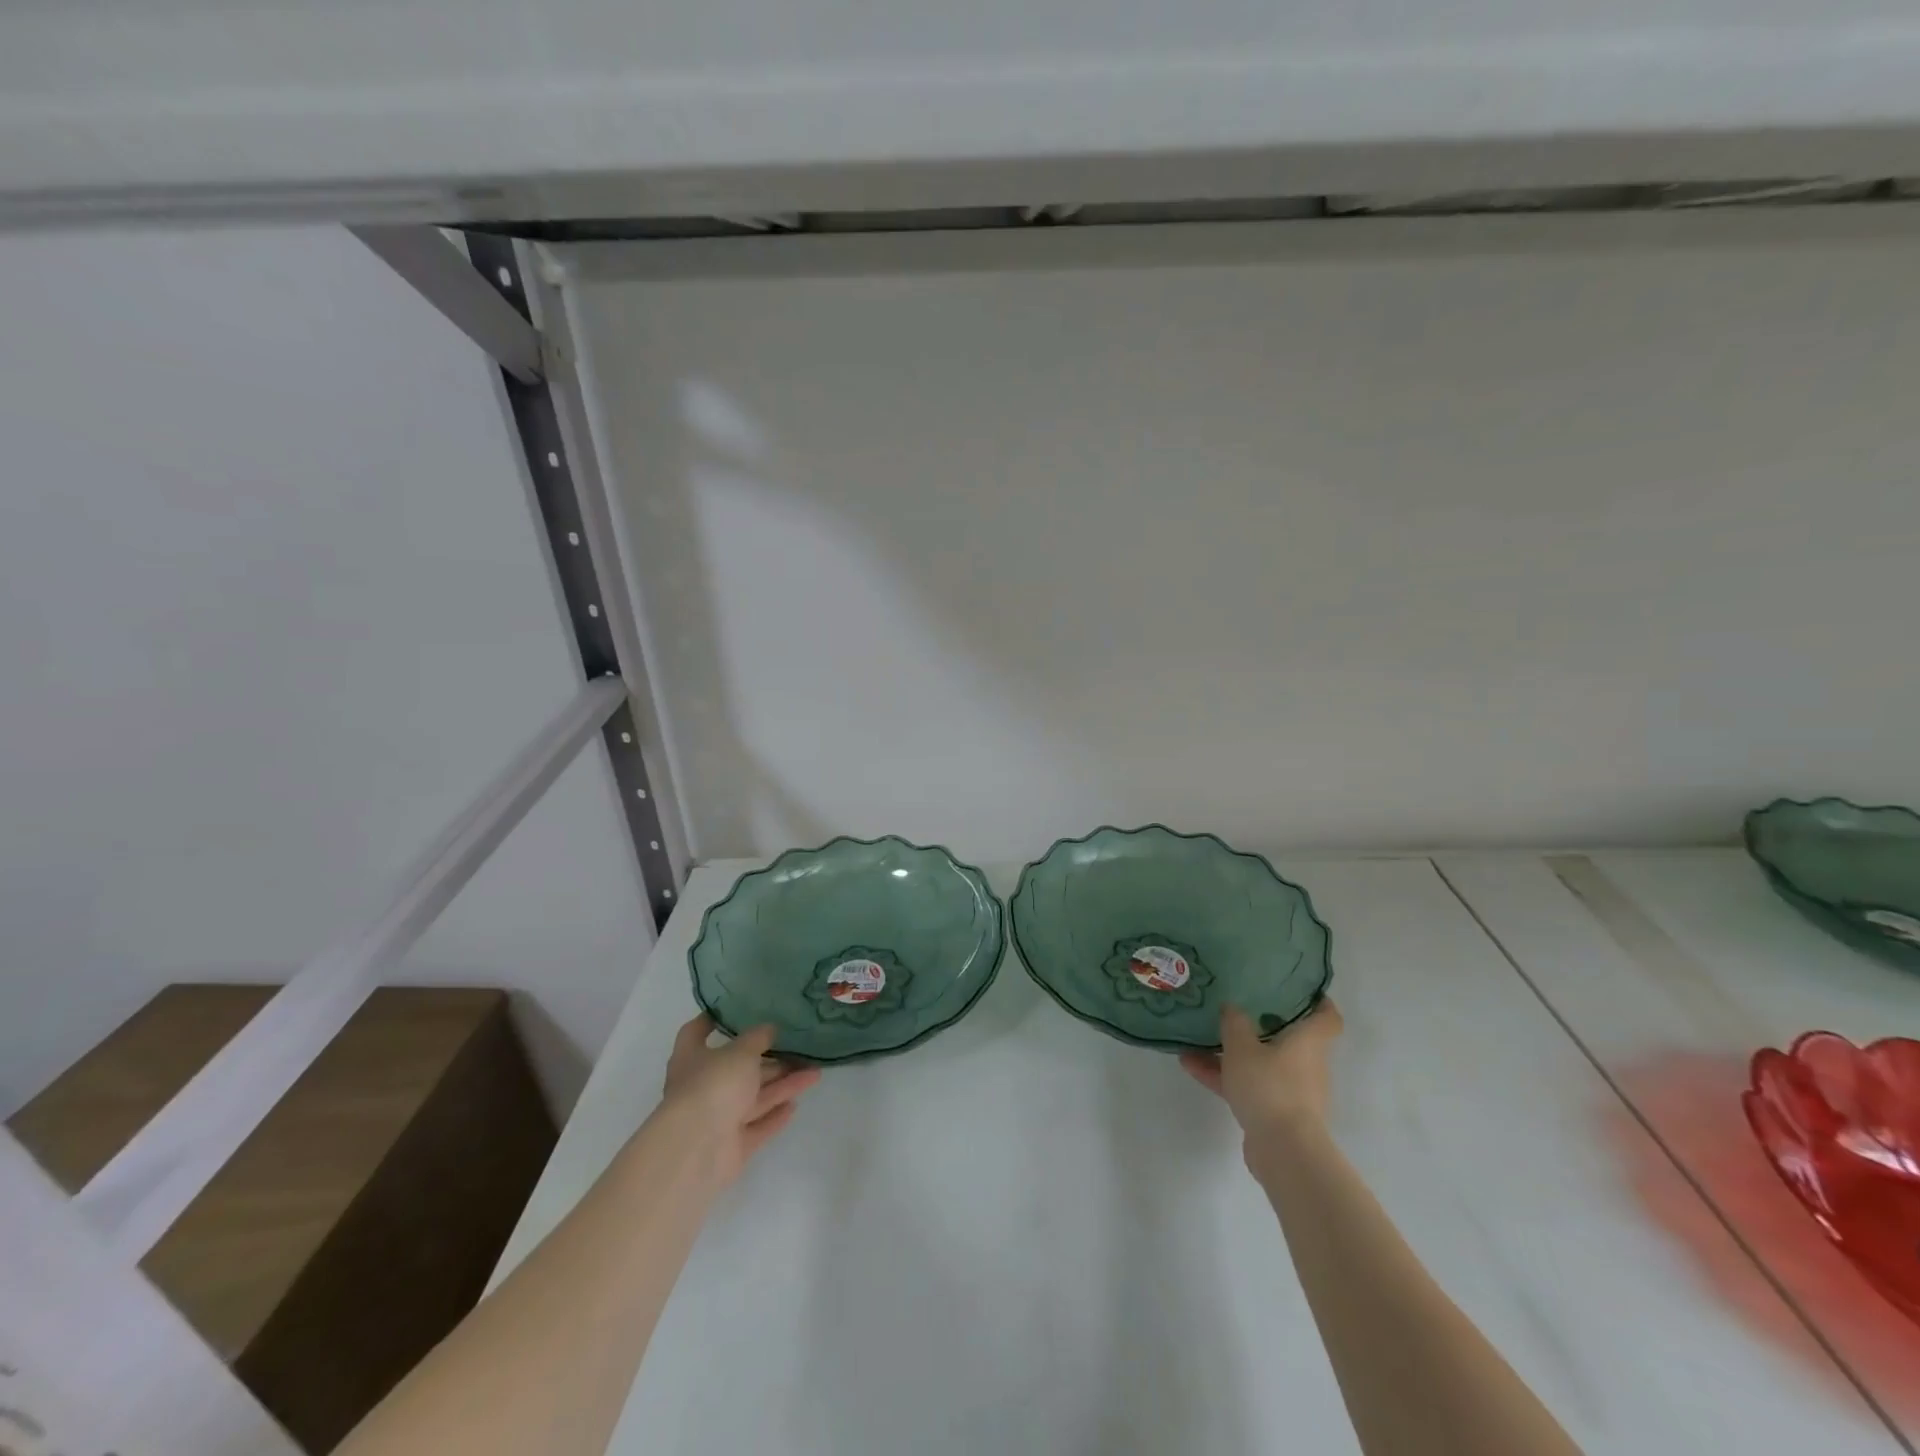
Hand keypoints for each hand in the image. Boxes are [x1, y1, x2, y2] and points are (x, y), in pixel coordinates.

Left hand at [659, 1015, 820, 1187]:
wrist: (698, 1150)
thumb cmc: (713, 1085)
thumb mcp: (741, 1051)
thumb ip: (758, 1038)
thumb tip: (769, 1029)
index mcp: (692, 1058)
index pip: (696, 1033)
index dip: (713, 1019)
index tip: (734, 1008)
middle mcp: (703, 1086)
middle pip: (737, 1068)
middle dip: (767, 1058)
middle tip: (797, 1045)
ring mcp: (718, 1117)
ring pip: (754, 1096)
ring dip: (783, 1084)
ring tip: (814, 1072)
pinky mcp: (733, 1144)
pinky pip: (758, 1125)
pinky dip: (775, 1114)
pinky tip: (796, 1104)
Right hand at [1180, 998, 1342, 1142]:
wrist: (1283, 1151)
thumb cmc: (1270, 1087)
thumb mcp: (1242, 1046)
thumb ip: (1234, 1023)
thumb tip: (1232, 1007)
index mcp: (1308, 1043)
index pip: (1327, 1018)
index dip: (1318, 1002)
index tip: (1299, 990)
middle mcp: (1306, 1064)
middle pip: (1289, 1039)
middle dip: (1261, 1026)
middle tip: (1236, 1008)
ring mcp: (1292, 1091)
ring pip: (1261, 1063)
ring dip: (1232, 1053)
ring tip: (1197, 1039)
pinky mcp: (1275, 1113)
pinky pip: (1248, 1085)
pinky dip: (1224, 1076)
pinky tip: (1190, 1066)